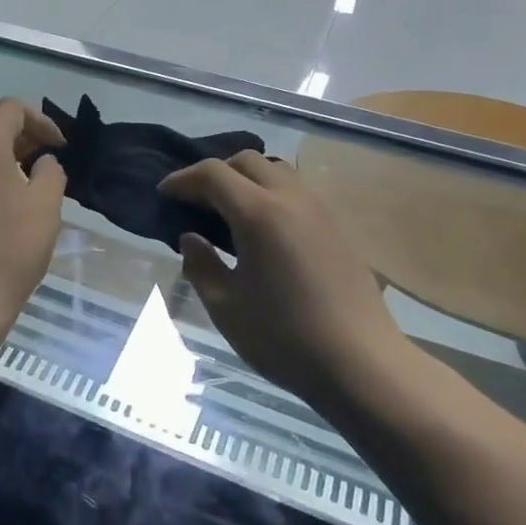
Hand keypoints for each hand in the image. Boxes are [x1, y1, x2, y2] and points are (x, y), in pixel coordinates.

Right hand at [158, 152, 407, 405]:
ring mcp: (320, 210)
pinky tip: (262, 230)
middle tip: (194, 202)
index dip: (183, 179)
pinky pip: (296, 191)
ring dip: (246, 179)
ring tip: (227, 212)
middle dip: (214, 173)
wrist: (362, 363)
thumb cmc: (284, 337)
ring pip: (276, 171)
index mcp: (259, 214)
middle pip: (247, 161)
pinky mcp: (338, 227)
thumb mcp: (226, 306)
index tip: (164, 194)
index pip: (213, 174)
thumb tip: (191, 238)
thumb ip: (201, 265)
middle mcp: (292, 199)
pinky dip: (270, 194)